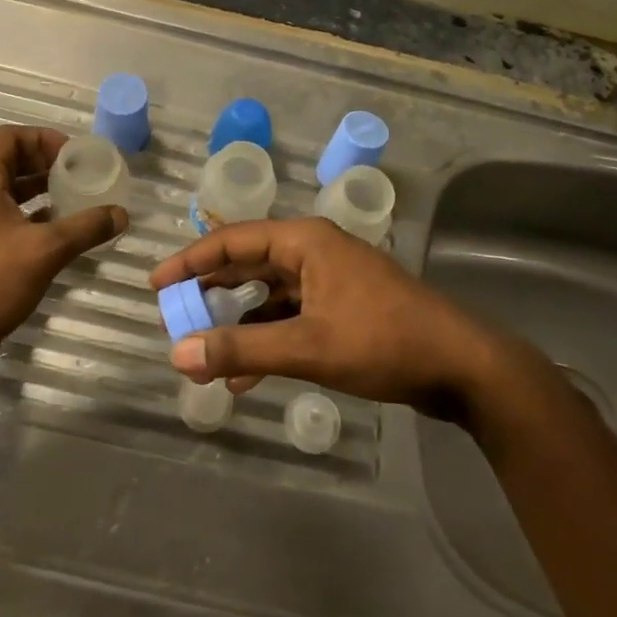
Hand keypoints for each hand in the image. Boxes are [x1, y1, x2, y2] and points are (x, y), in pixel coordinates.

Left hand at [0, 126, 125, 372]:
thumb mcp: (47, 250)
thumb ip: (86, 227)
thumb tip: (121, 214)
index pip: (7, 137)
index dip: (42, 138)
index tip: (73, 156)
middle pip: (7, 160)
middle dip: (44, 162)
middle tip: (78, 174)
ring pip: (5, 189)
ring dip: (38, 188)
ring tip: (72, 198)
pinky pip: (1, 215)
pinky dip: (28, 214)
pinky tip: (55, 231)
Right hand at [148, 218, 500, 419]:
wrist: (460, 365)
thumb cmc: (383, 341)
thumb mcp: (308, 346)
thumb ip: (242, 349)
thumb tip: (178, 354)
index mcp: (305, 242)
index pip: (233, 241)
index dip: (190, 261)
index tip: (155, 285)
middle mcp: (314, 252)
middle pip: (248, 263)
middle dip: (211, 291)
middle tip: (173, 314)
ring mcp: (330, 280)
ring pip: (268, 294)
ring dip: (237, 322)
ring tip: (202, 350)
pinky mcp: (342, 308)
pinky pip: (290, 316)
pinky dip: (266, 339)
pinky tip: (244, 375)